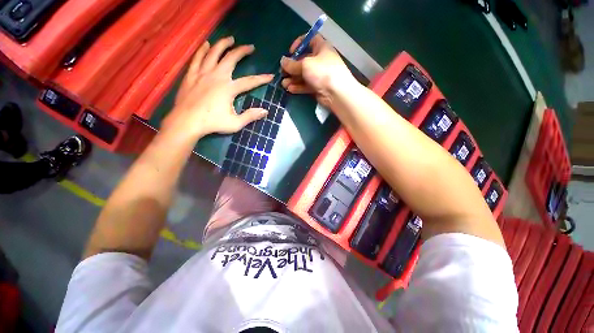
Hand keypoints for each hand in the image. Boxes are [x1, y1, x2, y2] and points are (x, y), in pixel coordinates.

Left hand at [163, 36, 272, 138]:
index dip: (261, 79)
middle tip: (250, 47)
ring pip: (213, 53)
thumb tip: (265, 111)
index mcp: (228, 88)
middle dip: (242, 51)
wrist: (186, 122)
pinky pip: (197, 58)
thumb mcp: (235, 124)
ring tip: (230, 39)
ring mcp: (202, 73)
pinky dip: (203, 50)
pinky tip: (207, 44)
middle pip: (231, 58)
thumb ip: (250, 116)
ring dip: (223, 44)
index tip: (270, 76)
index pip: (249, 81)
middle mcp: (217, 76)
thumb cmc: (212, 123)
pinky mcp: (191, 75)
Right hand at [280, 35, 354, 107]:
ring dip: (293, 79)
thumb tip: (282, 61)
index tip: (290, 52)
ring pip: (303, 75)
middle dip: (292, 67)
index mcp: (321, 47)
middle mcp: (320, 60)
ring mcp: (319, 75)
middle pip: (303, 61)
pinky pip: (306, 85)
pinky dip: (298, 87)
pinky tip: (290, 89)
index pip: (309, 40)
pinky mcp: (317, 87)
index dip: (299, 44)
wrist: (337, 93)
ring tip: (284, 84)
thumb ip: (292, 64)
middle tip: (282, 72)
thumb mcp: (305, 64)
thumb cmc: (322, 72)